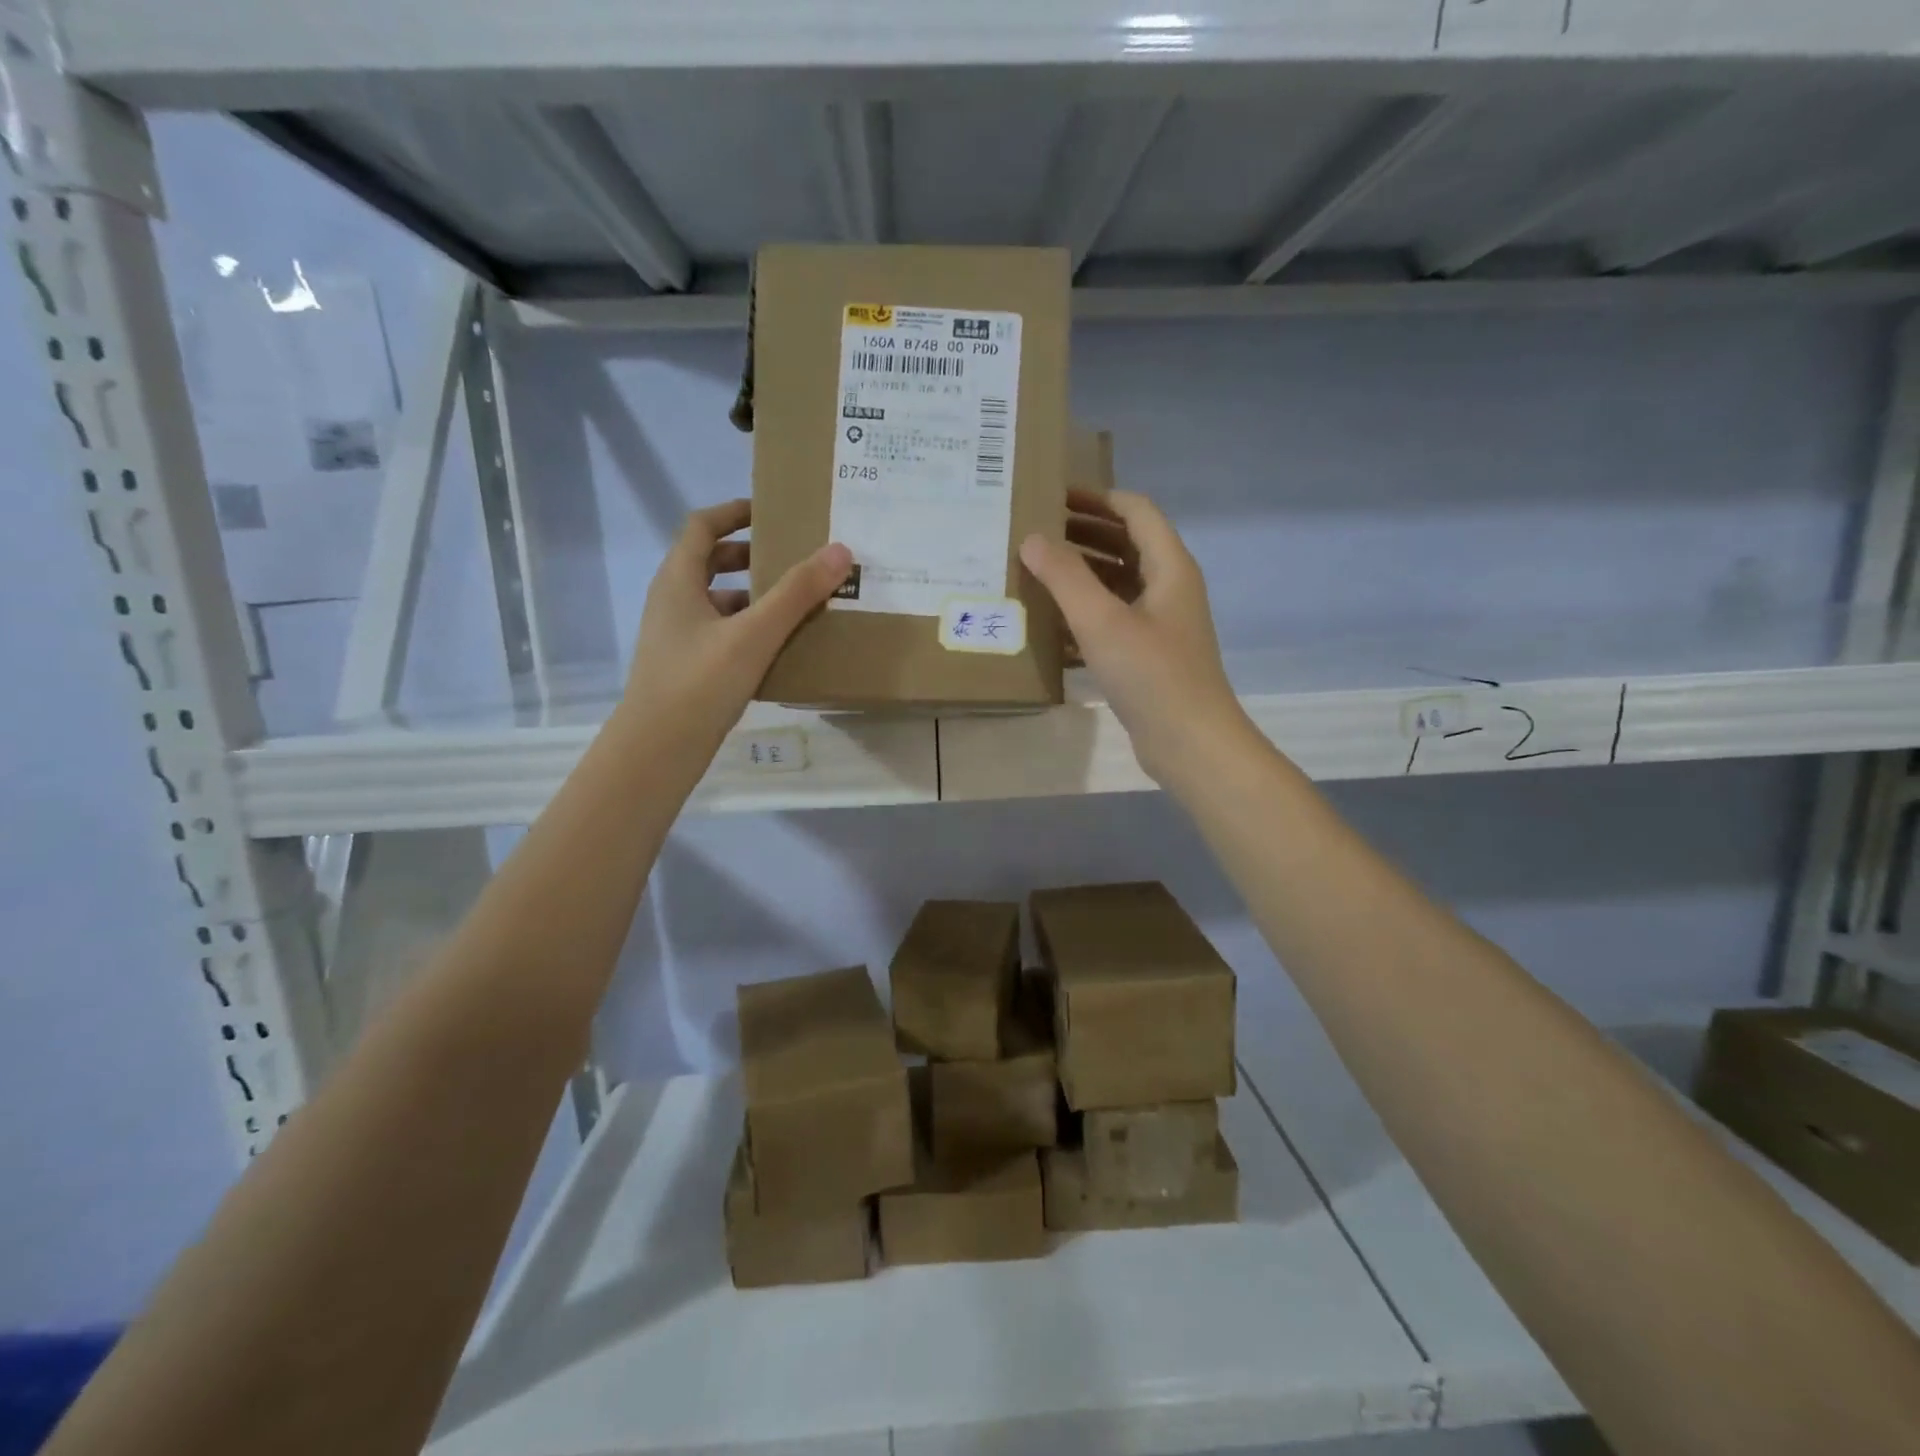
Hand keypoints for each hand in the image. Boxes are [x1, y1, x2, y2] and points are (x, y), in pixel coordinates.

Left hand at [619, 499, 850, 754]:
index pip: (702, 526)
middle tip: (794, 559)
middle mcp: (673, 601)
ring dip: (754, 596)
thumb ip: (797, 593)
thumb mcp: (754, 634)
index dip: (735, 512)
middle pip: (710, 562)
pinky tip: (781, 647)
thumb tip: (840, 550)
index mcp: (678, 580)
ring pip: (718, 601)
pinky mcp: (688, 667)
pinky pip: (723, 633)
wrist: (658, 750)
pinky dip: (750, 629)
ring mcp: (678, 637)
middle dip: (752, 556)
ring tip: (798, 604)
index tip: (773, 512)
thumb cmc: (700, 682)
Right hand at [1023, 491, 1256, 787]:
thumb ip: (1065, 577)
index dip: (1097, 498)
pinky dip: (1087, 611)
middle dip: (1084, 534)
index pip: (1135, 511)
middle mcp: (1169, 588)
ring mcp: (1161, 623)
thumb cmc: (1151, 675)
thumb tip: (1032, 539)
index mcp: (1169, 567)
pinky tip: (1052, 623)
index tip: (1054, 497)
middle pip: (1127, 544)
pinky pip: (1115, 618)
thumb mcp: (1101, 621)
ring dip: (1083, 573)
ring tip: (1037, 572)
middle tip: (1036, 533)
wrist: (1191, 743)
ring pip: (1119, 583)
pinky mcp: (1150, 654)